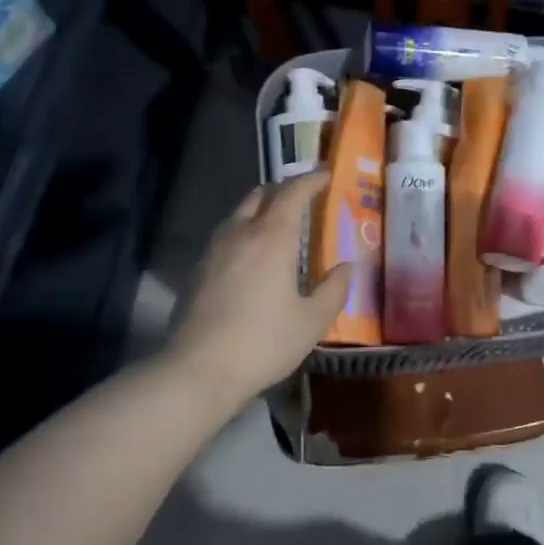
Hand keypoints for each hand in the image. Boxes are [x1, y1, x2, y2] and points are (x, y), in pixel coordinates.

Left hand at [167, 171, 352, 404]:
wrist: (198, 369)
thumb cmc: (263, 342)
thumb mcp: (311, 321)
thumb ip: (333, 290)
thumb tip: (346, 267)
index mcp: (271, 237)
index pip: (292, 193)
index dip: (311, 180)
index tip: (326, 175)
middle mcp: (240, 233)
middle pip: (260, 195)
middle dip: (282, 189)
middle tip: (302, 197)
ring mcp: (213, 250)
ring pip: (238, 214)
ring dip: (260, 209)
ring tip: (277, 224)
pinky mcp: (197, 270)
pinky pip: (225, 236)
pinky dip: (243, 232)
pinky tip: (251, 256)